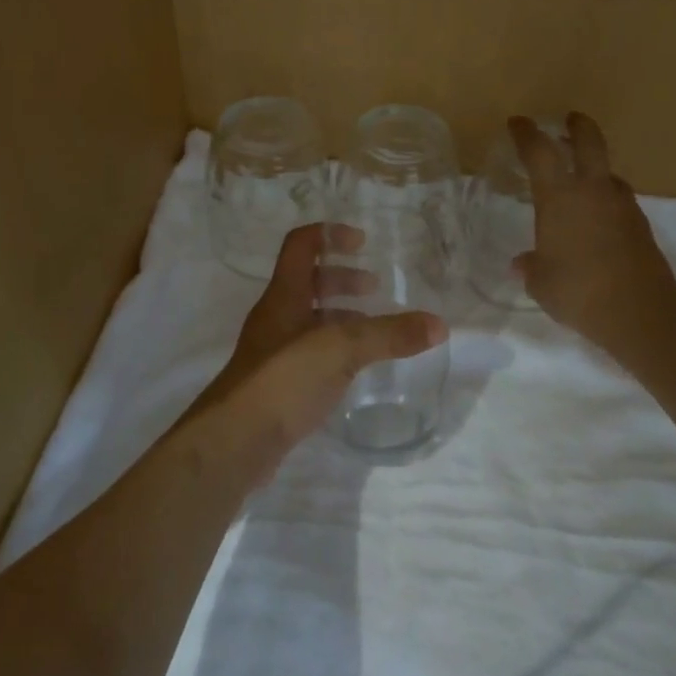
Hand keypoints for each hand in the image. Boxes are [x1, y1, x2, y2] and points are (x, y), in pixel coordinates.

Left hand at [189, 223, 445, 465]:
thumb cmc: (284, 378)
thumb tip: (439, 324)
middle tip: (375, 289)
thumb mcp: (341, 349)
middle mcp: (276, 316)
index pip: (301, 244)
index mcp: (285, 294)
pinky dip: (334, 349)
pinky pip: (310, 352)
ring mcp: (274, 351)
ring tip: (373, 329)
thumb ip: (388, 335)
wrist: (235, 441)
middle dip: (342, 278)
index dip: (330, 234)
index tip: (363, 243)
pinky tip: (355, 369)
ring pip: (309, 318)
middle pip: (308, 281)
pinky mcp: (277, 383)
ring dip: (339, 315)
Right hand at [511, 112, 675, 352]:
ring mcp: (621, 205)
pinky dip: (606, 200)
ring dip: (594, 169)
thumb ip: (531, 267)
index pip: (539, 151)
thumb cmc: (577, 290)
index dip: (526, 133)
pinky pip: (619, 200)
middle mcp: (592, 190)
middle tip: (570, 120)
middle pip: (589, 142)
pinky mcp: (640, 224)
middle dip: (578, 126)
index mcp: (559, 197)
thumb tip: (521, 263)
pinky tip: (597, 220)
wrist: (640, 311)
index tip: (518, 123)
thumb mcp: (541, 282)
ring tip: (581, 180)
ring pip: (608, 173)